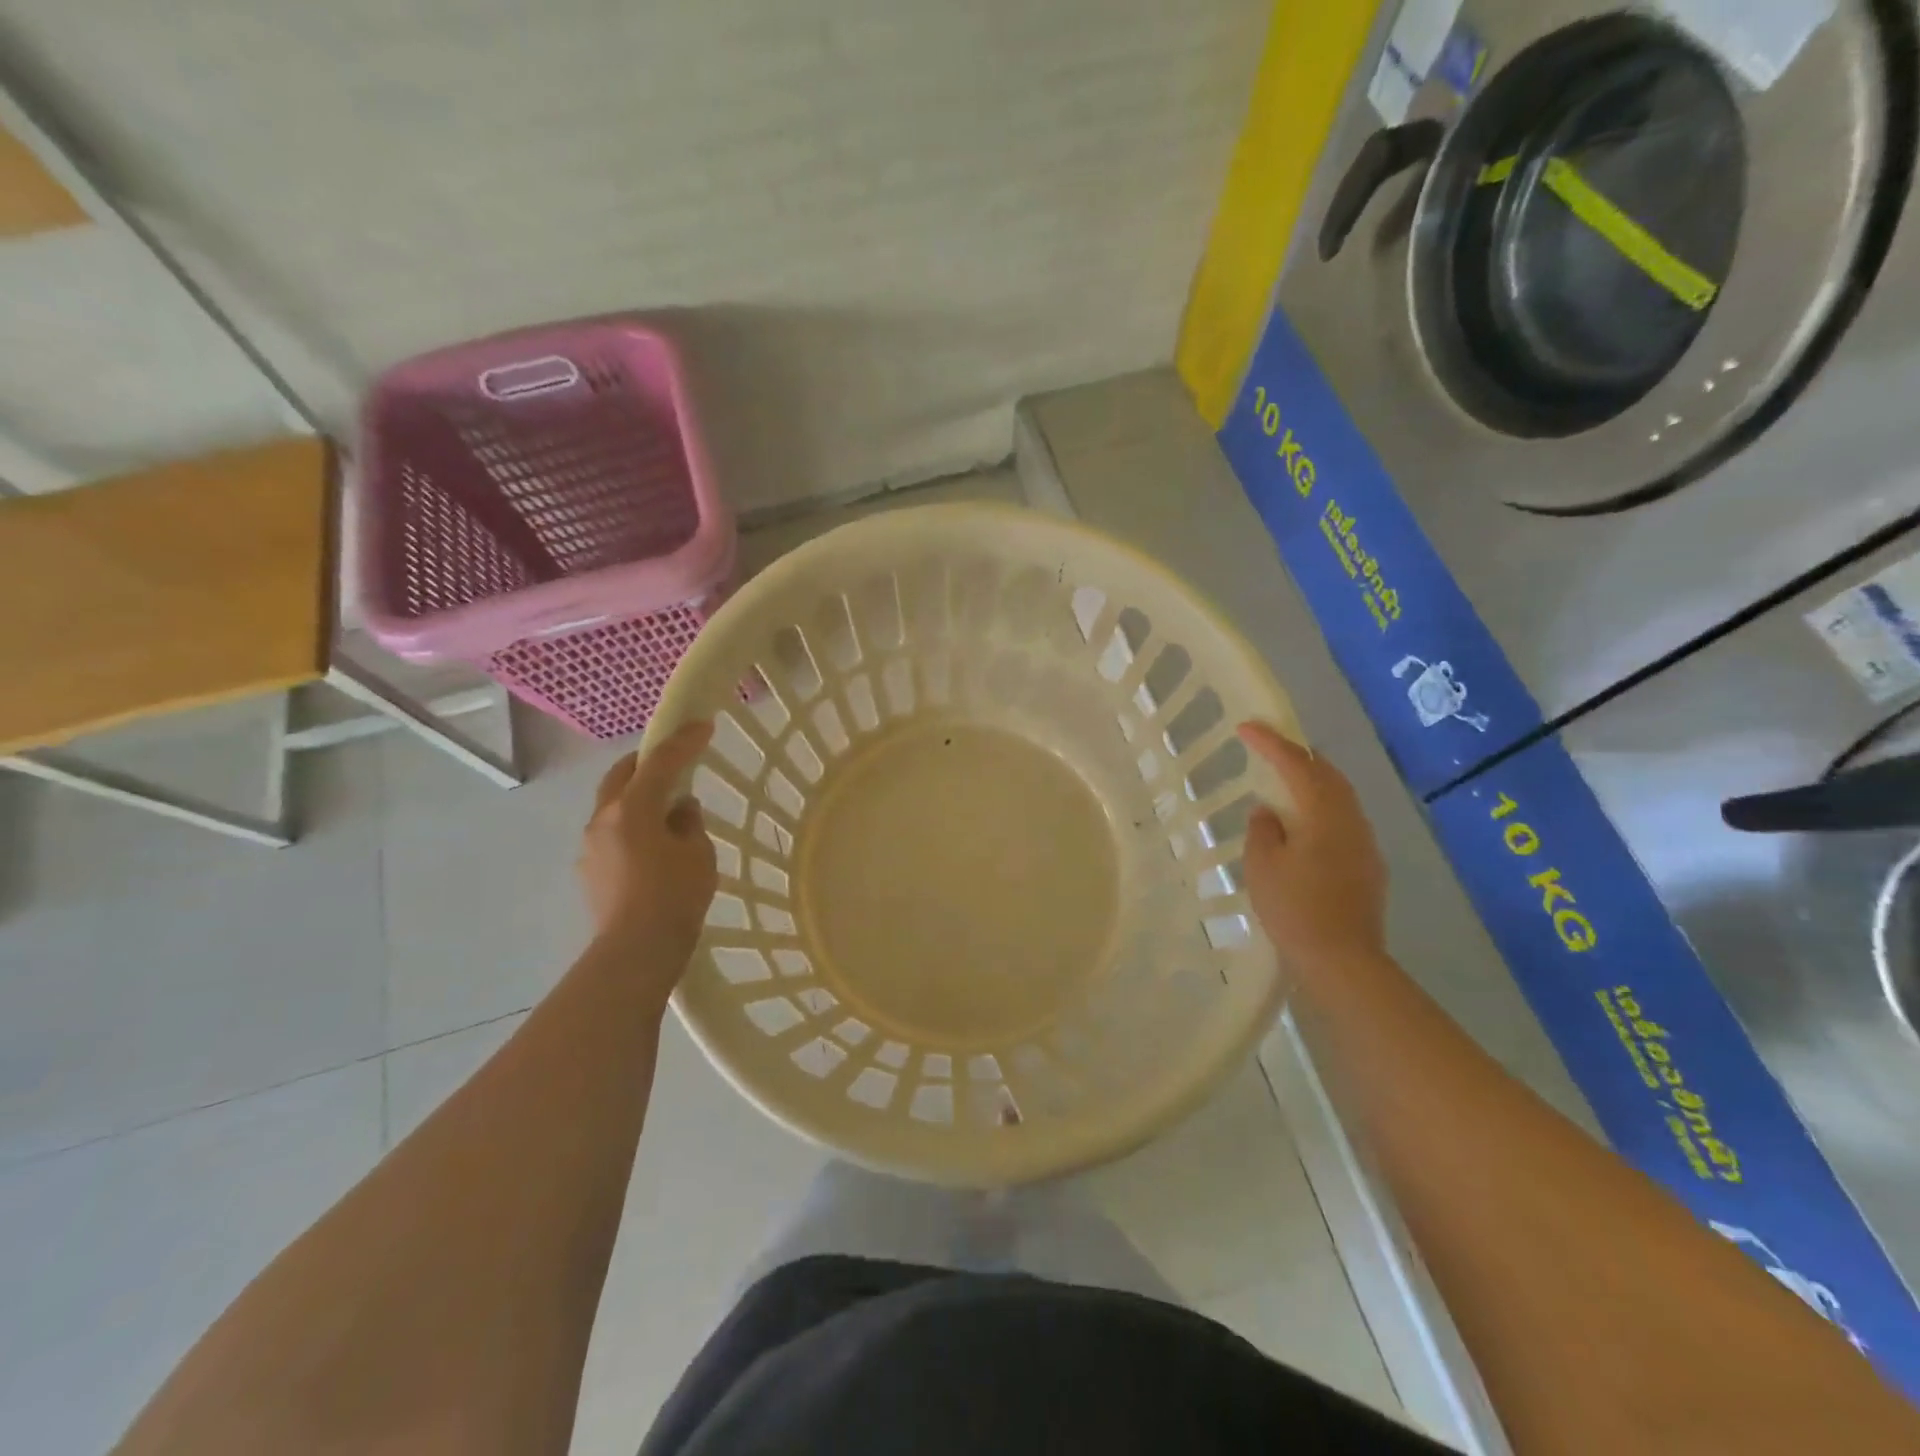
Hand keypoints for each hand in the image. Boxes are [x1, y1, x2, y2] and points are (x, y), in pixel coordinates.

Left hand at [578, 721, 717, 960]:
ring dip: (637, 795)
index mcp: (632, 808)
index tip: (703, 725)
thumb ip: (688, 823)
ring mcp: (591, 845)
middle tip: (674, 759)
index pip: (660, 762)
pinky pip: (612, 832)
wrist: (635, 951)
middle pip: (623, 774)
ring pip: (613, 804)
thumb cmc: (674, 896)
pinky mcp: (589, 869)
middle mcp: (604, 818)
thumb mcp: (697, 854)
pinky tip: (651, 843)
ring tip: (666, 808)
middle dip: (648, 761)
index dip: (684, 741)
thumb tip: (679, 810)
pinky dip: (631, 824)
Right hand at [1236, 722, 1387, 970]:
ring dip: (1312, 782)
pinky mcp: (1369, 867)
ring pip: (1340, 798)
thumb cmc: (1295, 909)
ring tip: (1285, 781)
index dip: (1270, 742)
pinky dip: (1321, 809)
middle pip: (1328, 774)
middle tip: (1270, 747)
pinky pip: (1343, 821)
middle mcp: (1352, 820)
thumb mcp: (1262, 865)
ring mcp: (1365, 844)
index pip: (1297, 764)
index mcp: (1324, 814)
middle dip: (1299, 756)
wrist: (1343, 961)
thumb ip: (1263, 829)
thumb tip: (1269, 812)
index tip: (1245, 727)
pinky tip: (1304, 826)